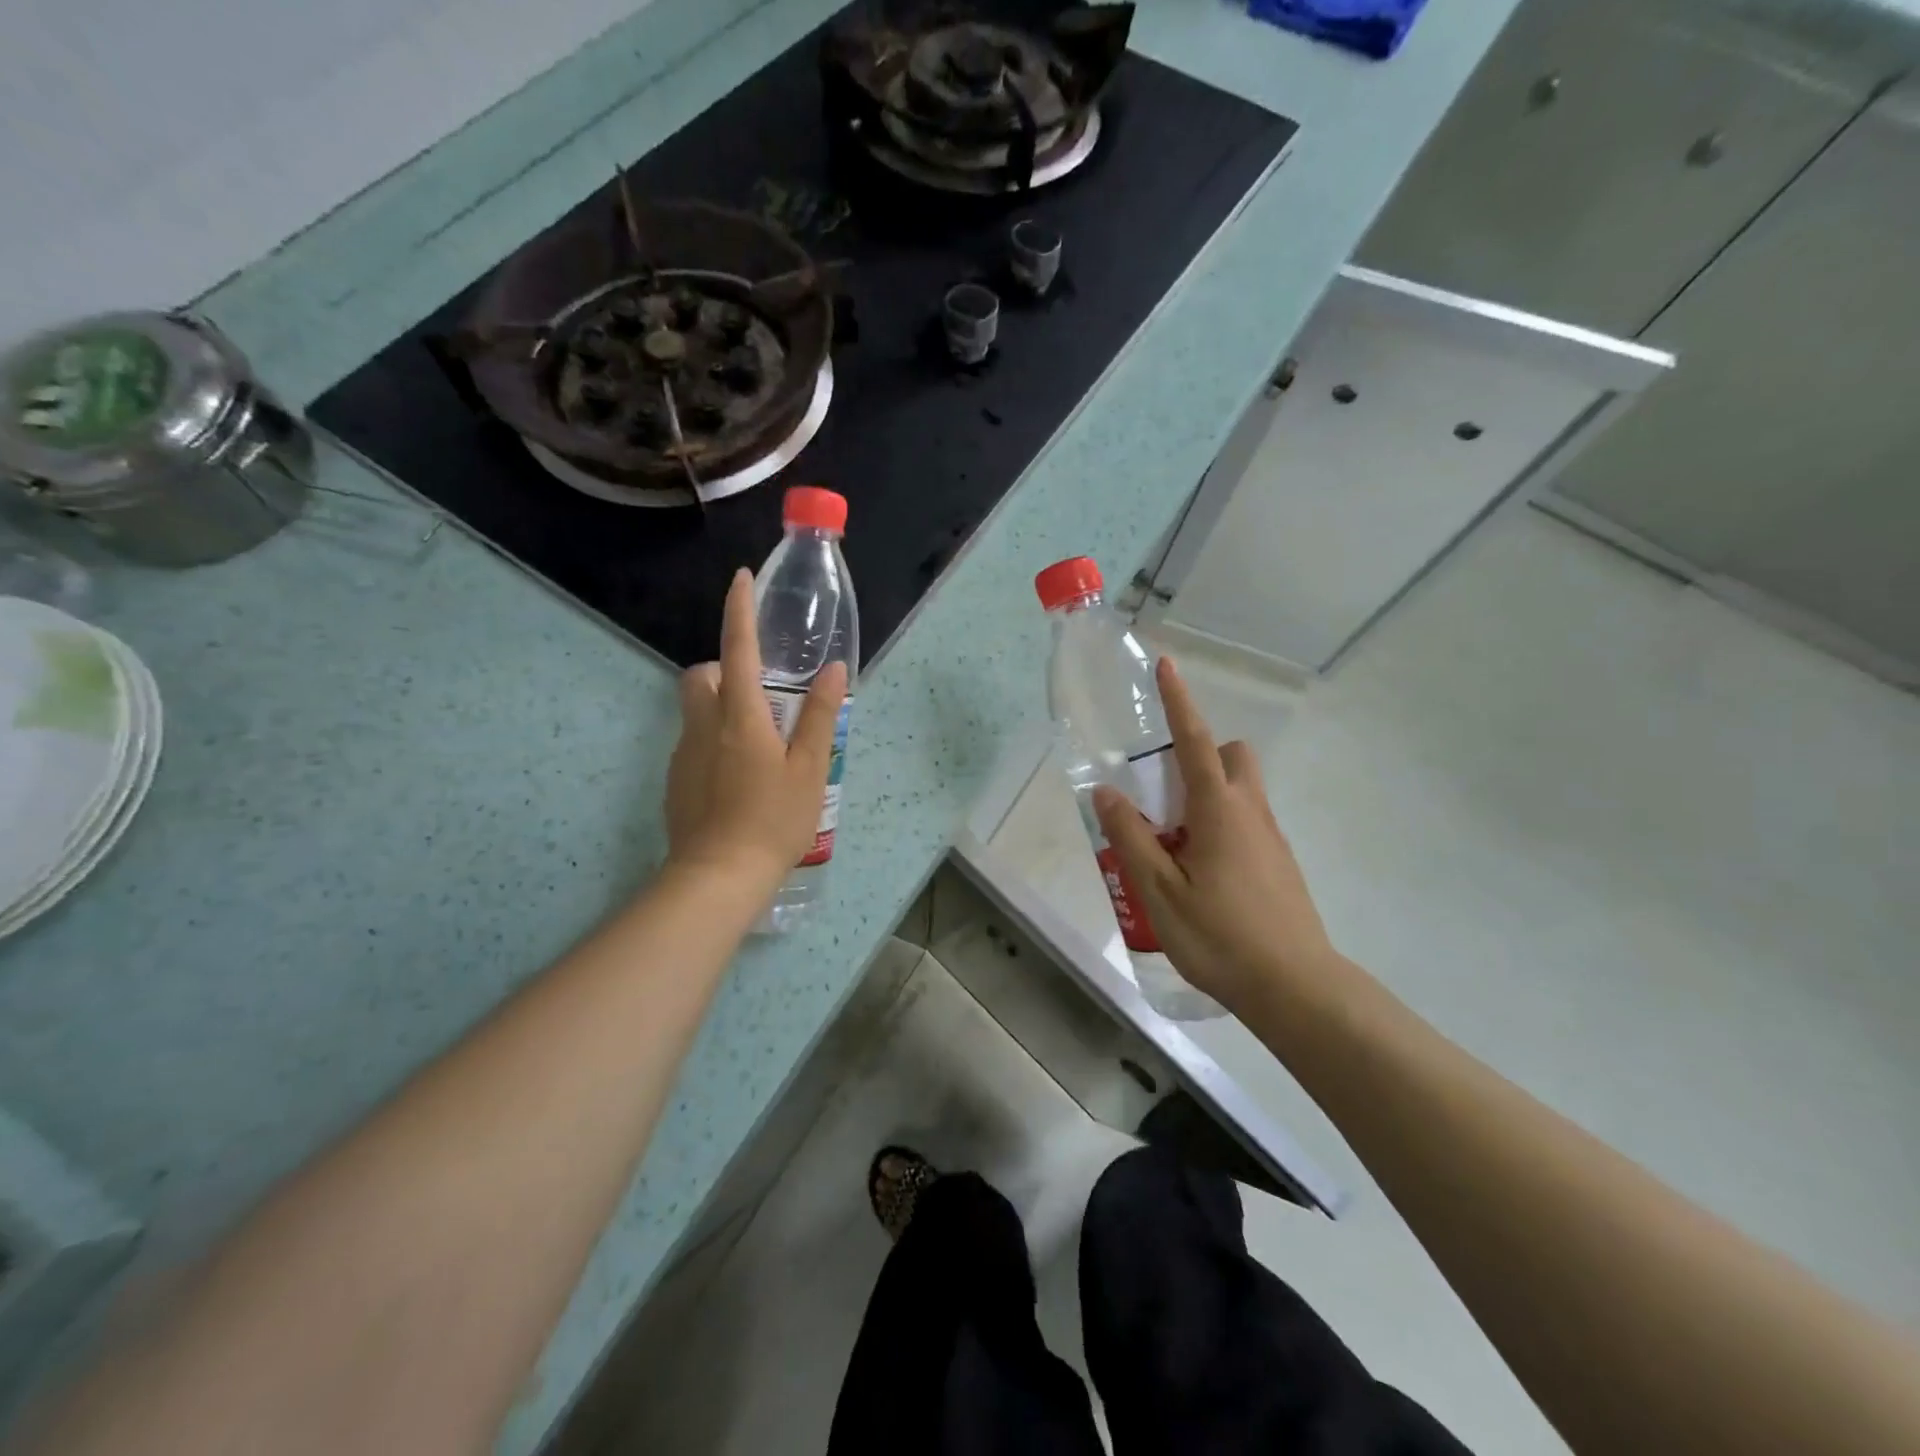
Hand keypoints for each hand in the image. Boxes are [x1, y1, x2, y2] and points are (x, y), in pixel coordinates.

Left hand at [665, 569, 847, 893]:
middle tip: (759, 694)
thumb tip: (833, 671)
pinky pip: (693, 742)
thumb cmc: (772, 820)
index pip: (737, 648)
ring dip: (720, 707)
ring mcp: (683, 754)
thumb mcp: (810, 769)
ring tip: (758, 743)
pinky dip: (713, 741)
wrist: (717, 878)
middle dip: (723, 668)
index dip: (739, 610)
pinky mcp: (675, 780)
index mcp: (740, 716)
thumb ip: (820, 716)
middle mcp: (704, 725)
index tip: (740, 578)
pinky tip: (739, 779)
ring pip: (695, 710)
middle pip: (701, 675)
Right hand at [1093, 657, 1337, 1013]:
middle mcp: (1250, 811)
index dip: (1178, 701)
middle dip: (1199, 754)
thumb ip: (1130, 837)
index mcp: (1218, 809)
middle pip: (1230, 756)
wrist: (1295, 988)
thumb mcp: (1159, 891)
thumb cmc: (1220, 936)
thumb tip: (1108, 791)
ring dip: (1206, 795)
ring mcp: (1270, 837)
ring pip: (1240, 791)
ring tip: (1173, 846)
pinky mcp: (1279, 863)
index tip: (1166, 666)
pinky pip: (1247, 822)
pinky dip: (1220, 825)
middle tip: (1164, 796)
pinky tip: (1200, 875)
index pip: (1194, 740)